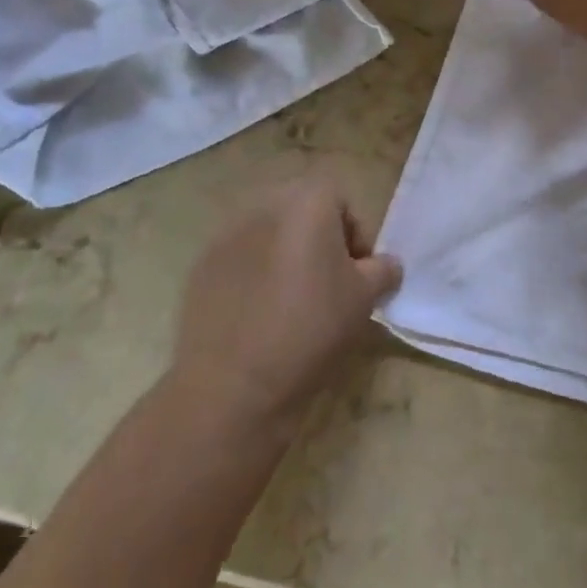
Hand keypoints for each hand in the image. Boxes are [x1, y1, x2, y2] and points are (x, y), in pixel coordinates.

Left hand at [167, 180, 401, 433]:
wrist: (232, 386)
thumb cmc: (310, 329)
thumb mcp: (365, 299)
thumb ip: (384, 269)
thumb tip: (385, 265)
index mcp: (307, 201)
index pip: (342, 201)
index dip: (356, 236)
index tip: (358, 276)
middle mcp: (265, 204)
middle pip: (303, 211)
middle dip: (320, 240)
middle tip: (328, 286)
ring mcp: (227, 234)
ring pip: (270, 234)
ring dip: (285, 256)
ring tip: (292, 303)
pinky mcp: (201, 266)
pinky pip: (240, 259)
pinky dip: (253, 276)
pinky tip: (258, 316)